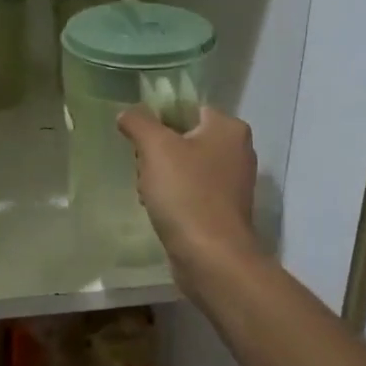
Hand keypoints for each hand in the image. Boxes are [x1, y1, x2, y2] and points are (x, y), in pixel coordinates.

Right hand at [116, 105, 259, 282]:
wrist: (211, 256)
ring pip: (184, 167)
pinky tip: (159, 211)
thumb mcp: (155, 147)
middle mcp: (238, 150)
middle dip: (156, 154)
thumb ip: (138, 122)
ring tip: (149, 194)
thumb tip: (127, 114)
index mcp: (229, 128)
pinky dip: (173, 198)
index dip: (158, 121)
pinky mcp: (224, 209)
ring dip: (160, 177)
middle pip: (183, 138)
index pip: (186, 109)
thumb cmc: (186, 193)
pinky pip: (191, 191)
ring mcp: (233, 183)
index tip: (140, 141)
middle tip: (144, 170)